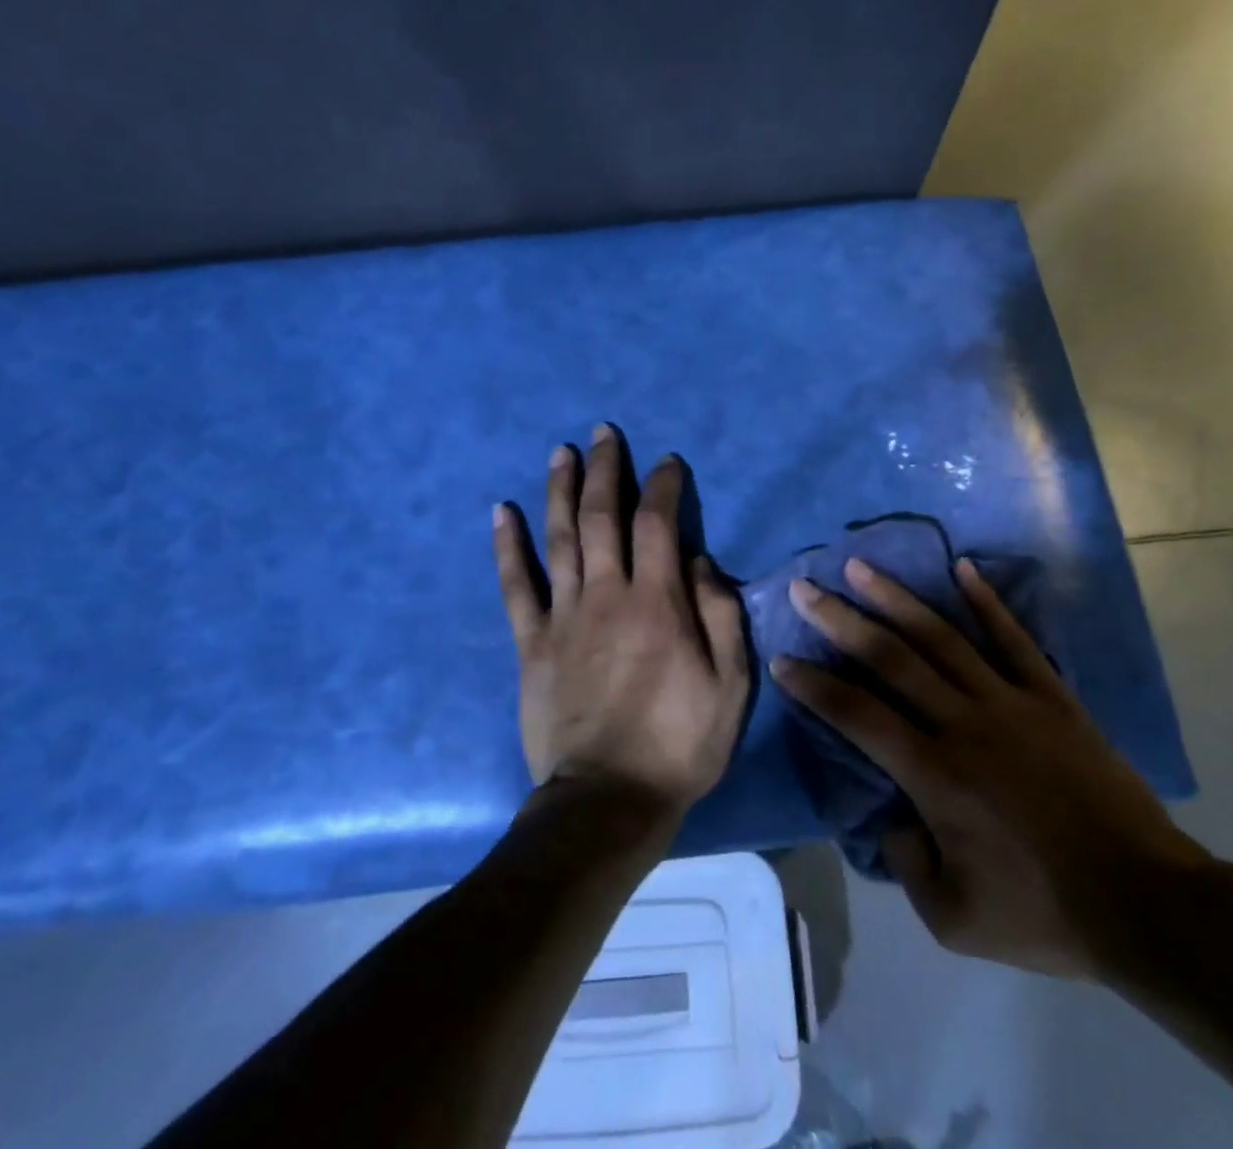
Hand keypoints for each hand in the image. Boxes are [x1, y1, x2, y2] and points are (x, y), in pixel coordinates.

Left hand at [492, 426, 750, 820]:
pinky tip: (503, 511)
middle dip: (606, 469)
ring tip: (561, 451)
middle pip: (602, 515)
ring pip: (559, 537)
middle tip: (604, 433)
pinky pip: (516, 585)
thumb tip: (698, 559)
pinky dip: (508, 545)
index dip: (663, 485)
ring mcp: (563, 615)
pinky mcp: (531, 642)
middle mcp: (607, 594)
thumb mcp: (729, 685)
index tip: (667, 462)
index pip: (659, 522)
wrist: (608, 800)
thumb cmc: (679, 743)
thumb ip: (719, 614)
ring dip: (560, 489)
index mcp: (657, 601)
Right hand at [771, 558, 1207, 978]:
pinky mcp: (1052, 696)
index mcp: (934, 773)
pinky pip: (1014, 639)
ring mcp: (1010, 701)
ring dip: (896, 598)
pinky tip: (962, 568)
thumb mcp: (953, 920)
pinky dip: (986, 602)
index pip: (857, 714)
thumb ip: (906, 862)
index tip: (783, 659)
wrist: (1148, 904)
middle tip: (804, 587)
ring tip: (861, 567)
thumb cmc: (1045, 913)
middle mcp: (963, 722)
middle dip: (840, 620)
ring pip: (942, 637)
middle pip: (890, 658)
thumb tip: (891, 815)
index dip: (814, 685)